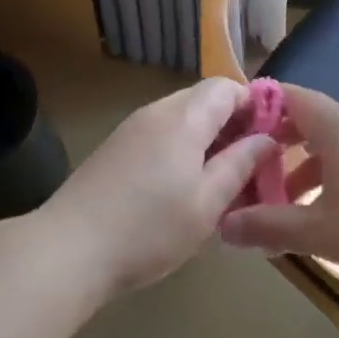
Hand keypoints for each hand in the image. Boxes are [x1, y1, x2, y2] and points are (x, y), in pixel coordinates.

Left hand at [37, 78, 277, 296]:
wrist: (68, 250)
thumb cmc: (148, 229)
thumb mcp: (207, 203)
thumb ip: (240, 164)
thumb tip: (266, 139)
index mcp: (183, 117)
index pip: (226, 87)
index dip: (254, 106)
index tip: (270, 141)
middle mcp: (155, 112)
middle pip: (203, 101)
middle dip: (232, 127)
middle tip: (248, 169)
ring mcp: (130, 130)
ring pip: (181, 121)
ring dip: (206, 142)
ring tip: (219, 185)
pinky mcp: (114, 150)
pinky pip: (159, 137)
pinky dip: (180, 153)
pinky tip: (181, 191)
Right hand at [218, 84, 338, 296]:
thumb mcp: (318, 232)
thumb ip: (267, 226)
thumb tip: (220, 225)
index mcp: (337, 126)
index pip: (288, 96)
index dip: (258, 107)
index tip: (232, 130)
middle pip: (309, 120)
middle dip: (277, 145)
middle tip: (252, 173)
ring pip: (334, 143)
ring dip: (305, 167)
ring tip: (286, 204)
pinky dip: (334, 175)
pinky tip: (331, 213)